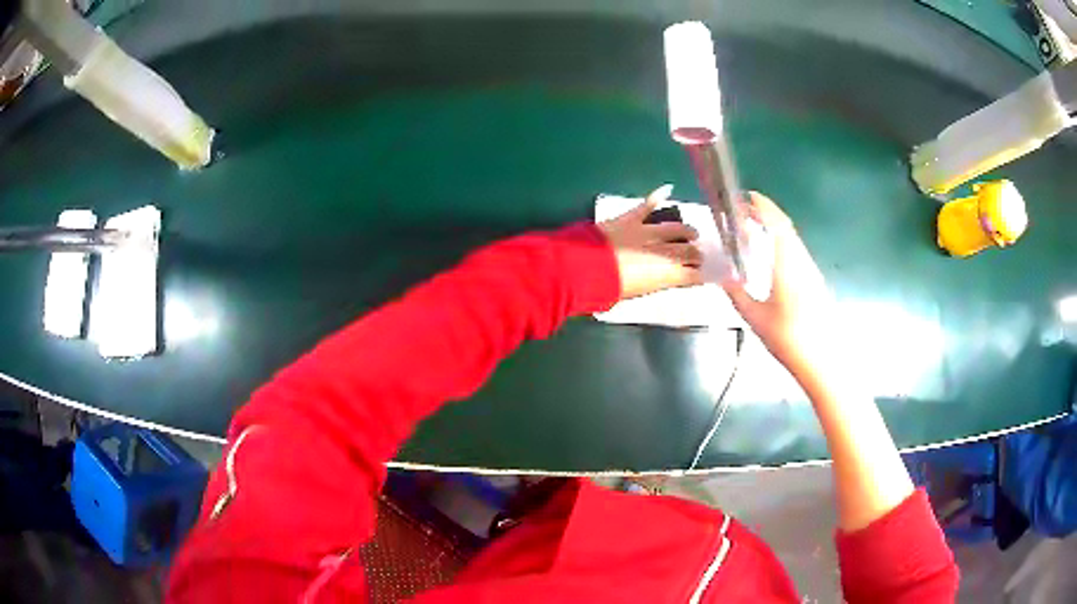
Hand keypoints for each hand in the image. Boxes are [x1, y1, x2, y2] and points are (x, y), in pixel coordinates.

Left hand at [598, 185, 702, 298]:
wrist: (585, 268)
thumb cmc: (609, 289)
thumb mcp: (637, 293)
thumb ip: (654, 283)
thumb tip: (662, 278)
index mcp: (666, 274)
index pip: (692, 275)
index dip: (700, 274)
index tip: (705, 275)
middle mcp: (663, 251)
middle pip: (688, 251)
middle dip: (696, 254)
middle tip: (699, 256)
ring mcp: (647, 232)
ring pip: (674, 228)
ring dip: (686, 230)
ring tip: (692, 232)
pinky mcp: (630, 219)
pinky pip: (646, 205)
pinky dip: (656, 196)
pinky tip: (667, 189)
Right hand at [723, 192, 835, 375]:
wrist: (822, 360)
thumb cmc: (788, 339)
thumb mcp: (755, 318)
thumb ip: (737, 294)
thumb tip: (723, 276)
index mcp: (787, 264)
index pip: (776, 224)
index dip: (762, 206)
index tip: (746, 197)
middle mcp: (802, 261)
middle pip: (786, 228)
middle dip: (766, 214)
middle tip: (744, 211)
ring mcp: (811, 271)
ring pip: (793, 240)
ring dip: (775, 228)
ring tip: (754, 230)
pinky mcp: (815, 282)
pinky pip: (797, 252)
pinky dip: (782, 243)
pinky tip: (771, 256)